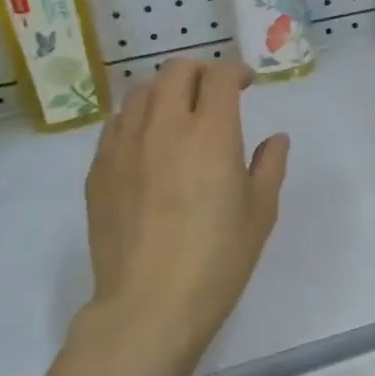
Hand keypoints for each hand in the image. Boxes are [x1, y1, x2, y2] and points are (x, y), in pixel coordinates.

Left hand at [85, 58, 289, 358]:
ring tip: (177, 114)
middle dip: (200, 71)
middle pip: (175, 70)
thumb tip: (275, 139)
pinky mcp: (99, 169)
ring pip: (140, 92)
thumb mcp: (260, 213)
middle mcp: (164, 127)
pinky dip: (136, 119)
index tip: (246, 84)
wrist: (150, 305)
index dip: (236, 72)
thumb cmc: (217, 261)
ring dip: (165, 92)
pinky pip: (116, 124)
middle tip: (213, 93)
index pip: (220, 76)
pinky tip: (147, 144)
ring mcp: (124, 146)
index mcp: (211, 133)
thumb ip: (269, 166)